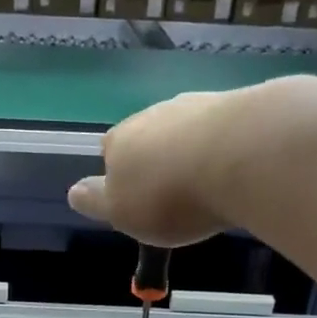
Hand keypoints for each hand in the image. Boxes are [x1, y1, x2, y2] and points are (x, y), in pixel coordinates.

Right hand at [68, 90, 235, 247]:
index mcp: (119, 140)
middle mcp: (153, 115)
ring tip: (207, 177)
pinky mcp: (239, 105)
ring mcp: (197, 105)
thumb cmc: (169, 194)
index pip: (108, 150)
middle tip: (171, 189)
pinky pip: (224, 127)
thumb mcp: (120, 212)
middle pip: (147, 135)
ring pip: (186, 128)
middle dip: (156, 158)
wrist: (242, 156)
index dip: (118, 171)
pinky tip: (237, 164)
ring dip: (191, 148)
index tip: (133, 194)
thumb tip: (74, 192)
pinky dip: (226, 144)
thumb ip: (96, 201)